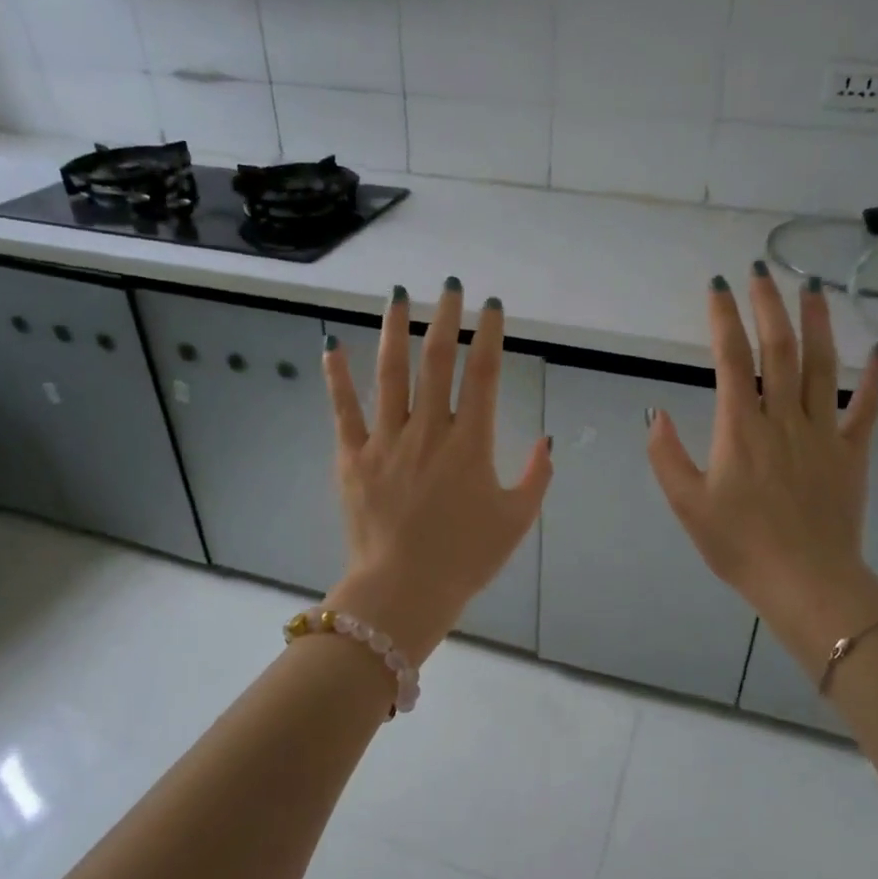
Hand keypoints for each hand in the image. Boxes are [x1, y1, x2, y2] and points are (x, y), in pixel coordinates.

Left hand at [322, 279, 552, 662]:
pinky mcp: (353, 458)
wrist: (403, 592)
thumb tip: (545, 441)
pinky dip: (337, 377)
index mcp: (470, 444)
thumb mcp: (516, 520)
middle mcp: (428, 431)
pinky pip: (344, 410)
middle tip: (450, 286)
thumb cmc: (465, 559)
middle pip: (437, 361)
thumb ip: (536, 477)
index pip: (483, 375)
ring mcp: (386, 441)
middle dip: (446, 318)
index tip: (492, 306)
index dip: (489, 335)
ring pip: (391, 374)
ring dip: (396, 330)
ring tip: (399, 295)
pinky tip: (332, 344)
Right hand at [646, 264, 877, 676]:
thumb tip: (655, 412)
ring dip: (817, 323)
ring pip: (822, 365)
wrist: (806, 582)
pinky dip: (875, 376)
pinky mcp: (852, 452)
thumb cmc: (739, 545)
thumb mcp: (686, 505)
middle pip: (778, 349)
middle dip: (768, 305)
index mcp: (740, 428)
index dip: (724, 318)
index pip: (731, 359)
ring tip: (811, 286)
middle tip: (762, 269)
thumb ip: (667, 455)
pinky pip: (867, 407)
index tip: (719, 286)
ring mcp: (823, 432)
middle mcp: (783, 418)